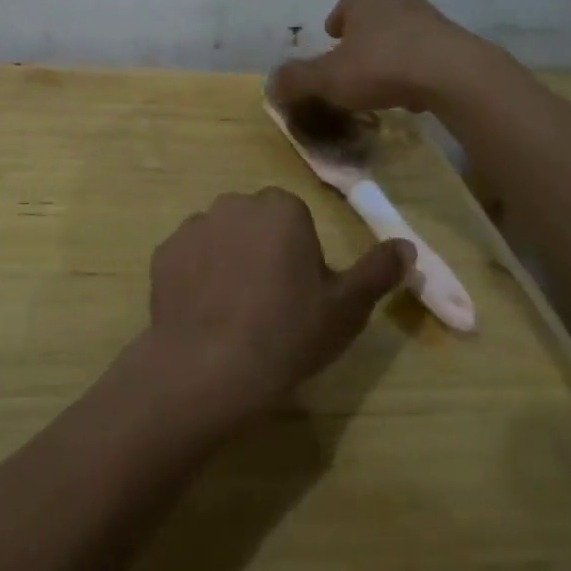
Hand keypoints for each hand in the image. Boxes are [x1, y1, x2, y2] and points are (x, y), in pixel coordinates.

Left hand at [138, 189, 411, 424]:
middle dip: (263, 251)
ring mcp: (193, 227)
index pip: (295, 220)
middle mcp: (234, 204)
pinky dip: (196, 278)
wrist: (210, 366)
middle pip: (256, 224)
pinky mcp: (163, 253)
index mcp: (280, 208)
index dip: (300, 256)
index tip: (300, 294)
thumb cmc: (288, 332)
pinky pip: (189, 259)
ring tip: (234, 313)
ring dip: (228, 262)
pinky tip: (205, 315)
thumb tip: (407, 245)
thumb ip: (378, 271)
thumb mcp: (347, 308)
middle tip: (270, 303)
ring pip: (221, 239)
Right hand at [270, 0, 488, 113]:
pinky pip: (430, 53)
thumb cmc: (382, 68)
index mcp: (364, 4)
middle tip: (355, 62)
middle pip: (376, 17)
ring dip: (393, 52)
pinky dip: (420, 68)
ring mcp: (432, 21)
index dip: (335, 23)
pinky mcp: (458, 43)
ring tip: (385, 81)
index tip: (331, 38)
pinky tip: (416, 92)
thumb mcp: (328, 79)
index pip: (345, 6)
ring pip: (404, 34)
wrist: (455, 74)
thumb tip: (270, 84)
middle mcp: (398, 3)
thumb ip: (297, 80)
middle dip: (365, 37)